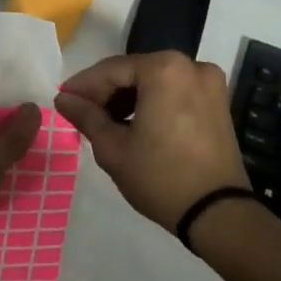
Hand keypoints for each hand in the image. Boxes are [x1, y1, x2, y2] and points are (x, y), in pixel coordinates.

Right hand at [55, 52, 248, 230]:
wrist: (218, 214)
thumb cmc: (160, 177)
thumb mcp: (113, 148)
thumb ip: (86, 116)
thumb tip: (63, 98)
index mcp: (164, 69)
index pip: (110, 70)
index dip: (83, 85)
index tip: (62, 99)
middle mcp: (190, 65)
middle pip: (134, 71)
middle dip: (106, 92)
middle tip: (81, 113)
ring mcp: (208, 83)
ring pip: (154, 81)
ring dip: (128, 97)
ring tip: (105, 122)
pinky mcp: (218, 101)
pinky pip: (174, 91)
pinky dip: (152, 102)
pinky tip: (134, 124)